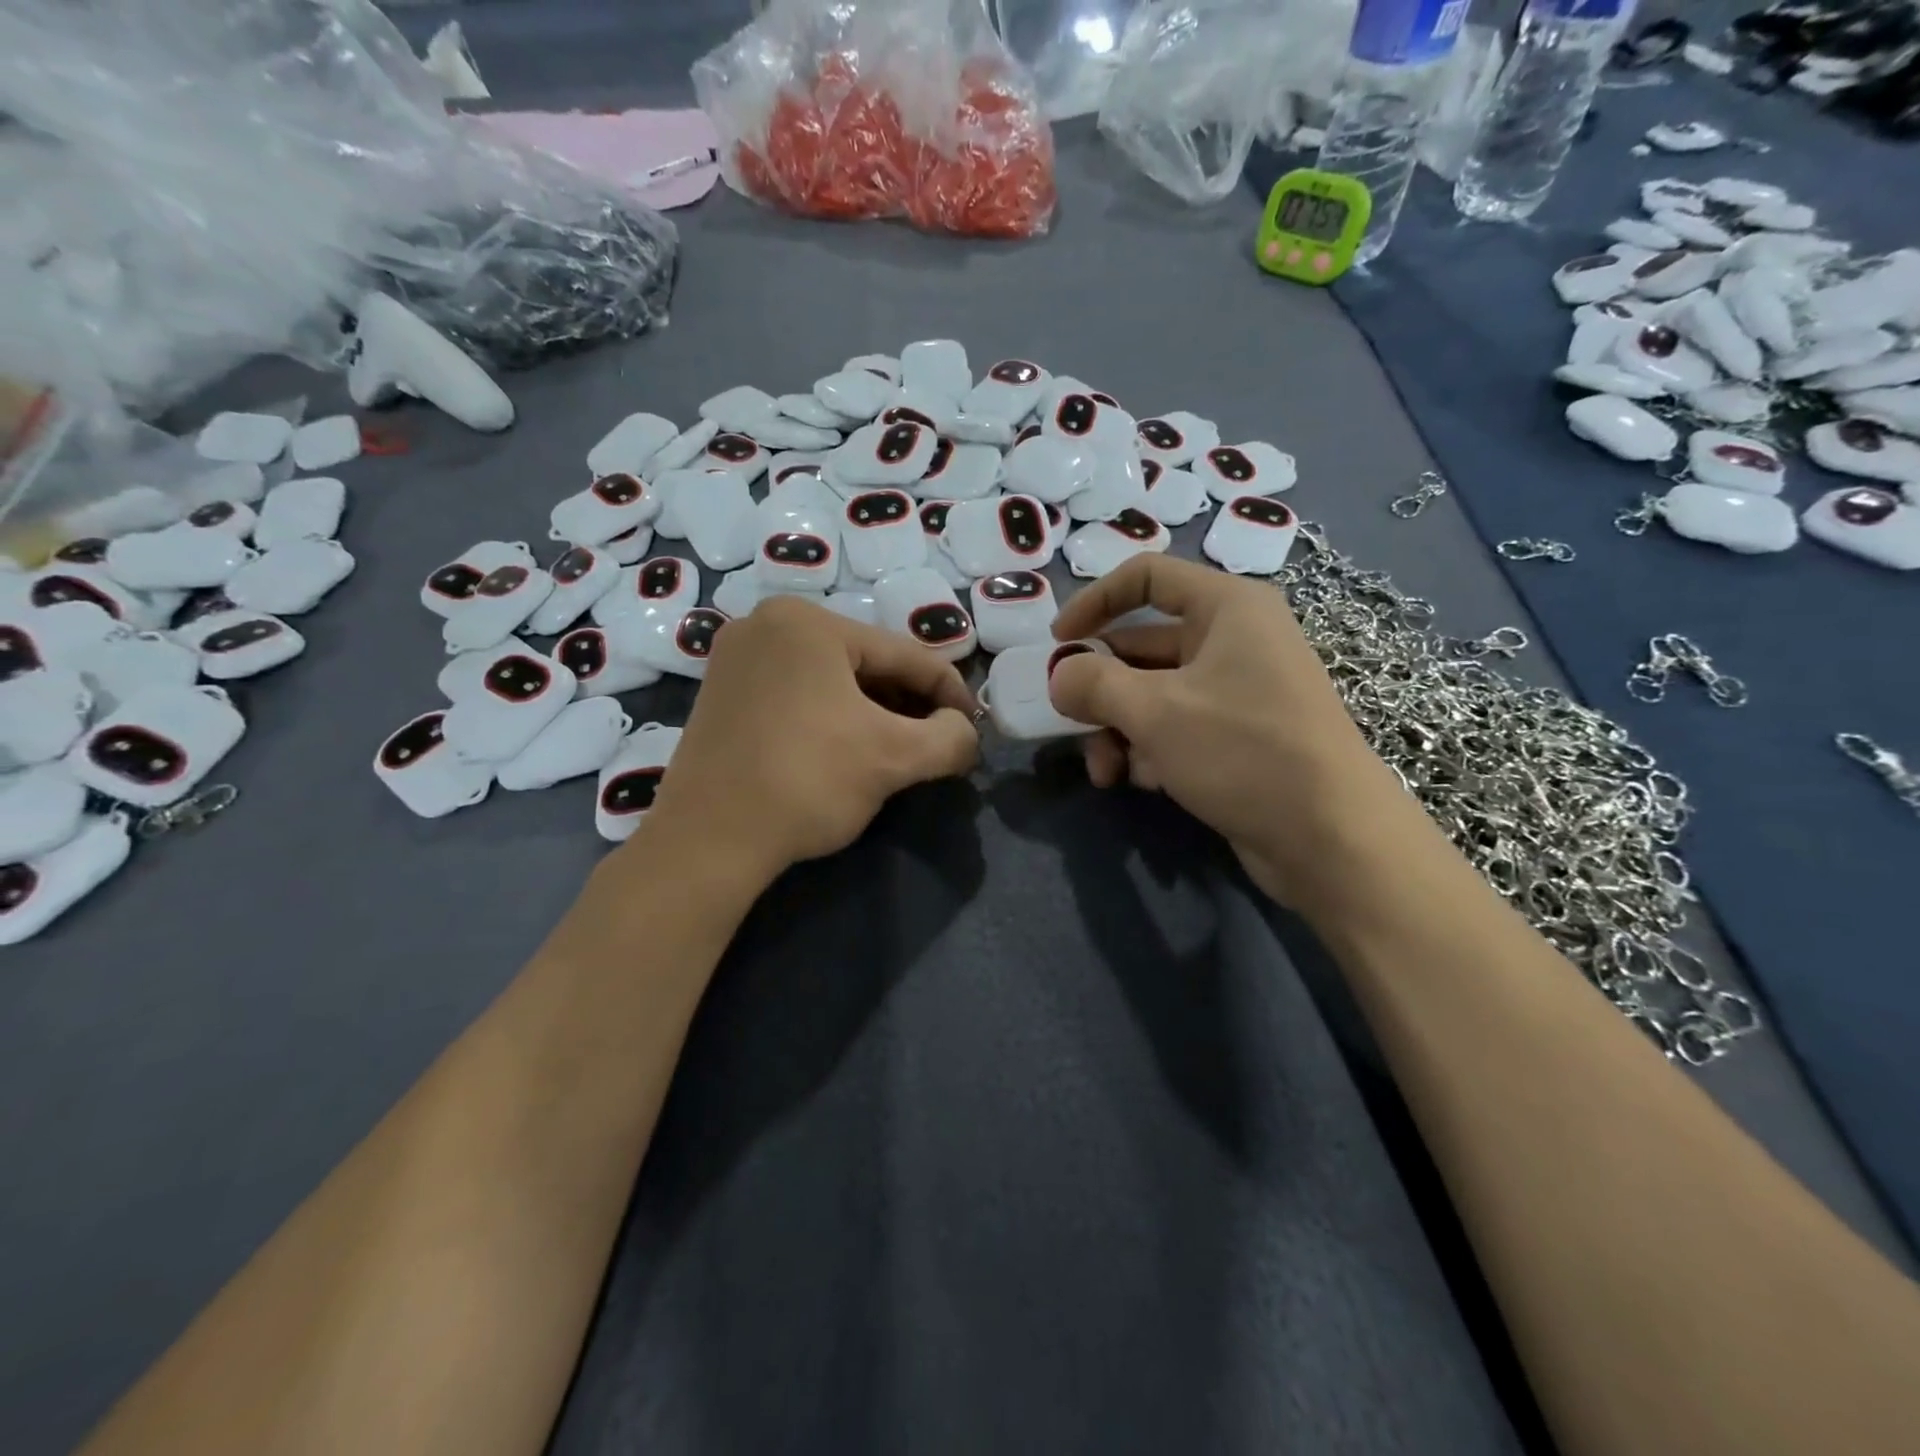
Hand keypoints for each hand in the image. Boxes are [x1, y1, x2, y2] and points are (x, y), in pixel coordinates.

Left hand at [639, 596, 979, 881]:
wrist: (707, 841)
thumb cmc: (806, 782)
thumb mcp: (894, 758)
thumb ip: (950, 738)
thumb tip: (964, 734)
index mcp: (809, 622)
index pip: (905, 655)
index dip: (950, 692)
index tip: (974, 729)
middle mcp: (768, 623)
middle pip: (866, 663)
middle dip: (908, 704)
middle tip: (938, 743)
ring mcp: (738, 657)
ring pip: (832, 679)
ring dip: (874, 712)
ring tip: (901, 750)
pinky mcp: (722, 692)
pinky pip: (798, 693)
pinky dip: (833, 716)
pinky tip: (850, 748)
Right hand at [1046, 555, 1408, 907]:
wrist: (1331, 838)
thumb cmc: (1244, 750)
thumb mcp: (1156, 712)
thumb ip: (1095, 683)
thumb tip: (1060, 676)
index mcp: (1227, 607)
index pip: (1146, 577)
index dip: (1094, 601)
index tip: (1056, 642)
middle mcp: (1234, 639)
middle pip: (1142, 645)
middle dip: (1100, 688)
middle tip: (1069, 722)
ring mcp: (1238, 689)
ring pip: (1153, 693)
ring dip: (1119, 728)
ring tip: (1106, 772)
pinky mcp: (1238, 735)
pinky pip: (1176, 726)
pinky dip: (1151, 749)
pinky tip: (1144, 782)